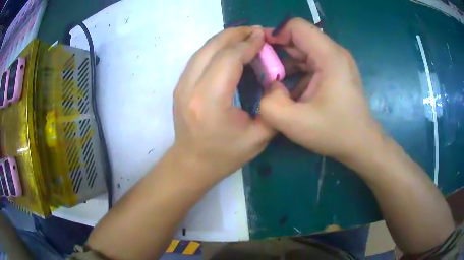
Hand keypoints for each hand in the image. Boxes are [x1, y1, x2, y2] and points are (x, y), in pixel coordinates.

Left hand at [172, 26, 274, 183]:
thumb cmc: (225, 155)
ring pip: (203, 49)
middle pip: (212, 47)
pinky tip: (228, 48)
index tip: (263, 36)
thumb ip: (272, 106)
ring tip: (244, 35)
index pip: (229, 59)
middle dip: (236, 34)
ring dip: (224, 38)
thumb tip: (274, 79)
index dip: (248, 44)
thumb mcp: (259, 137)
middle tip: (255, 31)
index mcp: (211, 101)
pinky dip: (214, 47)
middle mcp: (190, 88)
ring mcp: (181, 86)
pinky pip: (198, 57)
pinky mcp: (179, 86)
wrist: (192, 163)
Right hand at [260, 18, 382, 162]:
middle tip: (262, 70)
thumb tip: (264, 85)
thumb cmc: (335, 133)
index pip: (296, 26)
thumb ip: (268, 102)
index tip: (261, 54)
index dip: (274, 34)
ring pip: (303, 50)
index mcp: (329, 56)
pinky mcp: (335, 71)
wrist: (361, 144)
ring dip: (285, 62)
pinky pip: (310, 62)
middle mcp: (334, 53)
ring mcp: (336, 62)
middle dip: (277, 50)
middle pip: (299, 37)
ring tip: (273, 82)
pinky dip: (296, 71)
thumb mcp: (295, 123)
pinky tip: (289, 90)